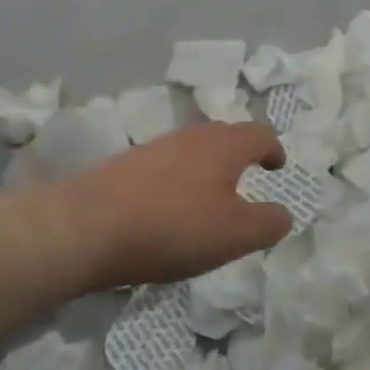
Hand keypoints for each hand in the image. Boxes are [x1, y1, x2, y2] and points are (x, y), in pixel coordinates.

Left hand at [72, 123, 292, 289]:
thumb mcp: (235, 235)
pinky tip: (168, 208)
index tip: (277, 167)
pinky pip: (164, 165)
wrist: (85, 227)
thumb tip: (284, 215)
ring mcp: (155, 148)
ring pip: (192, 149)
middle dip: (240, 154)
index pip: (260, 135)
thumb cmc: (173, 227)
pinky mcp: (125, 165)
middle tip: (246, 178)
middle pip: (225, 135)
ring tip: (207, 197)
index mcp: (225, 146)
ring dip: (207, 167)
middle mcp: (192, 136)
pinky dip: (177, 180)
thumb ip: (268, 223)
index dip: (273, 149)